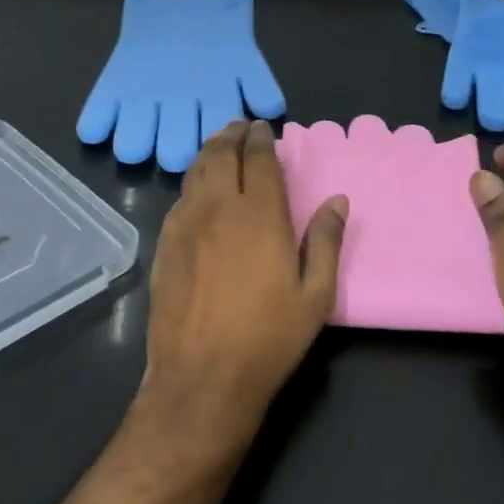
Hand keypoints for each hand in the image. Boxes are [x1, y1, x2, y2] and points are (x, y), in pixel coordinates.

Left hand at [143, 120, 346, 439]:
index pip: (259, 159)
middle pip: (221, 154)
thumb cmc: (269, 338)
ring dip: (209, 153)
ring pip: (195, 172)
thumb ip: (325, 242)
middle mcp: (219, 209)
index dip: (262, 138)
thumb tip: (338, 201)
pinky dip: (192, 183)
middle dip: (232, 134)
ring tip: (220, 148)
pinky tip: (198, 190)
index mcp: (260, 216)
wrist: (203, 376)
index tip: (265, 128)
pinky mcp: (165, 244)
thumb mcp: (315, 296)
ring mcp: (186, 225)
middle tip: (240, 128)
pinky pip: (179, 199)